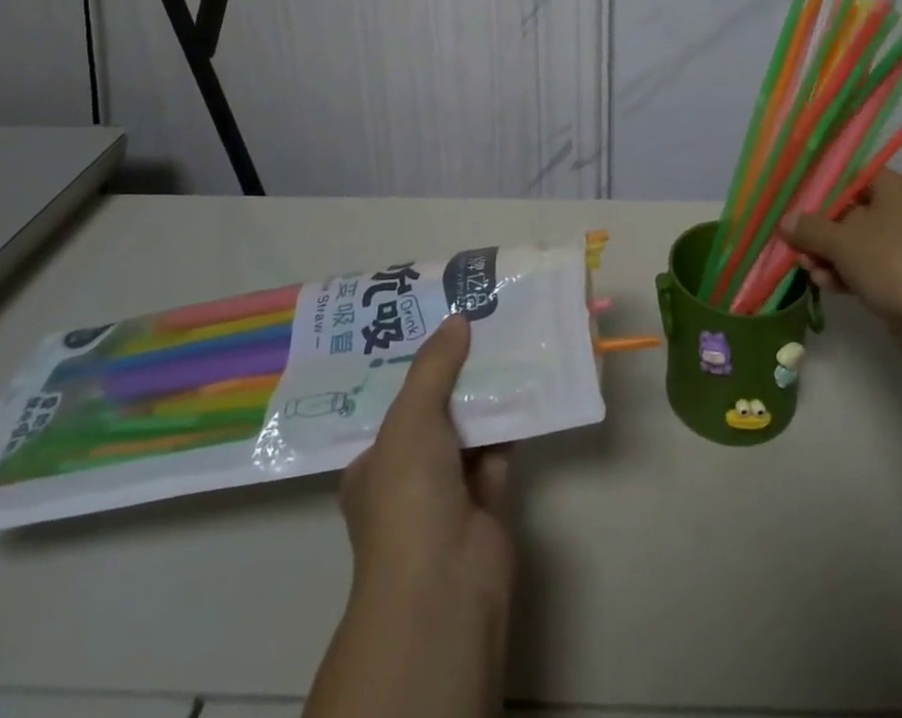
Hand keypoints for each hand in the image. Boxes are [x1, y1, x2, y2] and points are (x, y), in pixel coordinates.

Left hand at [339, 314, 514, 613]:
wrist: (445, 582)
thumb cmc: (408, 495)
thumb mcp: (410, 418)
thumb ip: (434, 366)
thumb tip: (457, 319)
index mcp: (373, 464)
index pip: (392, 405)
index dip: (414, 365)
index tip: (436, 324)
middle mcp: (407, 477)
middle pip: (434, 412)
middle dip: (455, 373)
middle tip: (477, 322)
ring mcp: (448, 492)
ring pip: (469, 429)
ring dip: (486, 392)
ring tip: (506, 338)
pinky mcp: (487, 501)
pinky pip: (499, 448)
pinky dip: (511, 420)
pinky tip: (528, 381)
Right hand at [782, 170, 901, 333]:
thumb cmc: (889, 259)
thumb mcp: (840, 240)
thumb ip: (809, 228)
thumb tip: (786, 221)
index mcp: (895, 188)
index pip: (853, 176)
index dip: (823, 188)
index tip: (797, 202)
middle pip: (852, 212)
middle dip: (821, 231)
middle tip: (796, 244)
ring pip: (860, 244)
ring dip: (831, 256)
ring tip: (807, 269)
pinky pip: (872, 268)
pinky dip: (849, 273)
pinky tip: (826, 285)